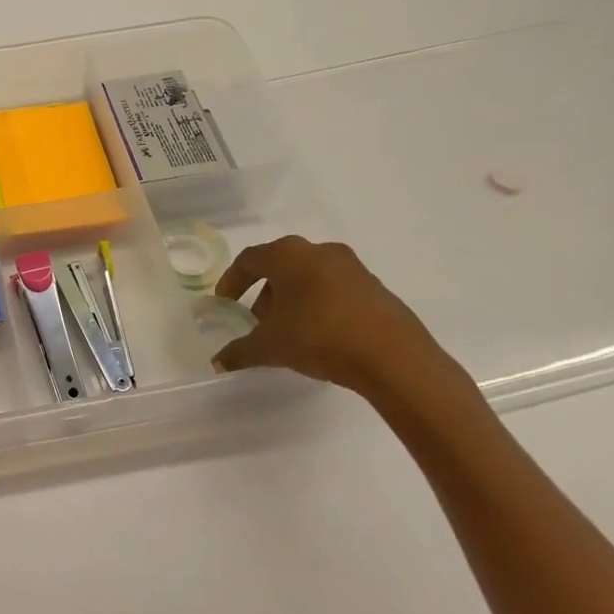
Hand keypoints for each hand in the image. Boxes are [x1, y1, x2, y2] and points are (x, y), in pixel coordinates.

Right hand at [210, 235, 467, 401]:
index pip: (249, 260)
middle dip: (264, 293)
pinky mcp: (376, 288)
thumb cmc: (320, 337)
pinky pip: (335, 290)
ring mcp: (352, 267)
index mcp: (288, 255)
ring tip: (289, 332)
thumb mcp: (271, 346)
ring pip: (309, 277)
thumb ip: (240, 351)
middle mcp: (319, 251)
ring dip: (293, 299)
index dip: (232, 281)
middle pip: (280, 267)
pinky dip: (320, 306)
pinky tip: (321, 335)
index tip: (225, 303)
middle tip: (257, 322)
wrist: (395, 358)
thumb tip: (218, 362)